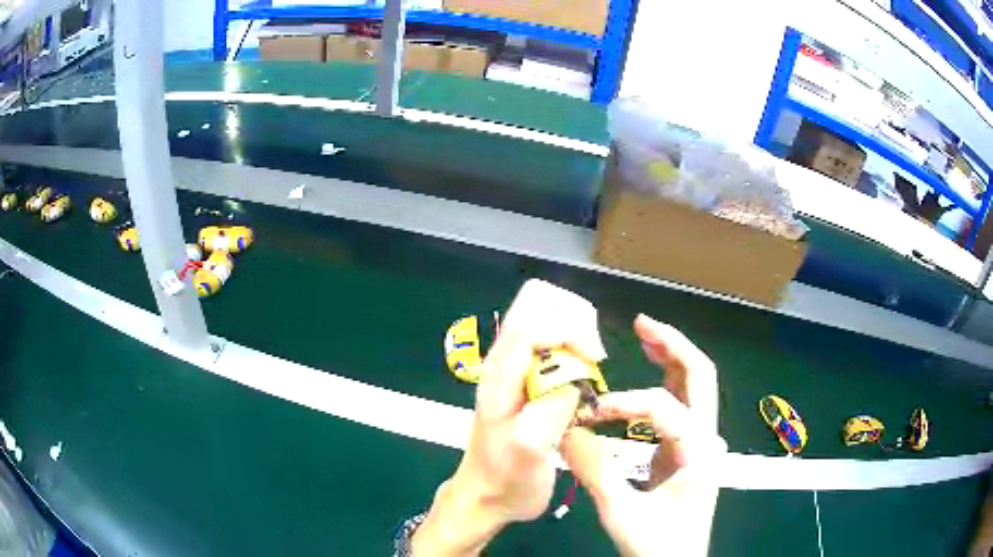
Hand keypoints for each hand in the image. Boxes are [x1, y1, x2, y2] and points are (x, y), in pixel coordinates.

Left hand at [412, 280, 607, 555]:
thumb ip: (554, 407)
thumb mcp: (532, 450)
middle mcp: (504, 358)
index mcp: (500, 373)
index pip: (532, 321)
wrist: (486, 496)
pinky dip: (574, 341)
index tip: (596, 361)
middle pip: (537, 299)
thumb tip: (578, 376)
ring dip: (576, 326)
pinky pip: (552, 336)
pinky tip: (583, 373)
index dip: (571, 331)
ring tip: (591, 363)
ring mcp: (514, 364)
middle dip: (574, 315)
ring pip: (546, 313)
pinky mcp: (526, 375)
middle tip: (593, 354)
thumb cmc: (507, 478)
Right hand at [560, 314, 725, 556]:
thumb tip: (567, 431)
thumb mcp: (622, 514)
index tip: (588, 412)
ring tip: (645, 334)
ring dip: (672, 356)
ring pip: (695, 385)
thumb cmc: (657, 544)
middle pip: (701, 375)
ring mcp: (700, 442)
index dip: (622, 401)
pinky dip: (665, 381)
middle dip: (673, 344)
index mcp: (698, 450)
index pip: (662, 406)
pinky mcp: (688, 449)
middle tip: (642, 323)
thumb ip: (595, 471)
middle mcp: (706, 438)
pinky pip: (681, 405)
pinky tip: (649, 371)